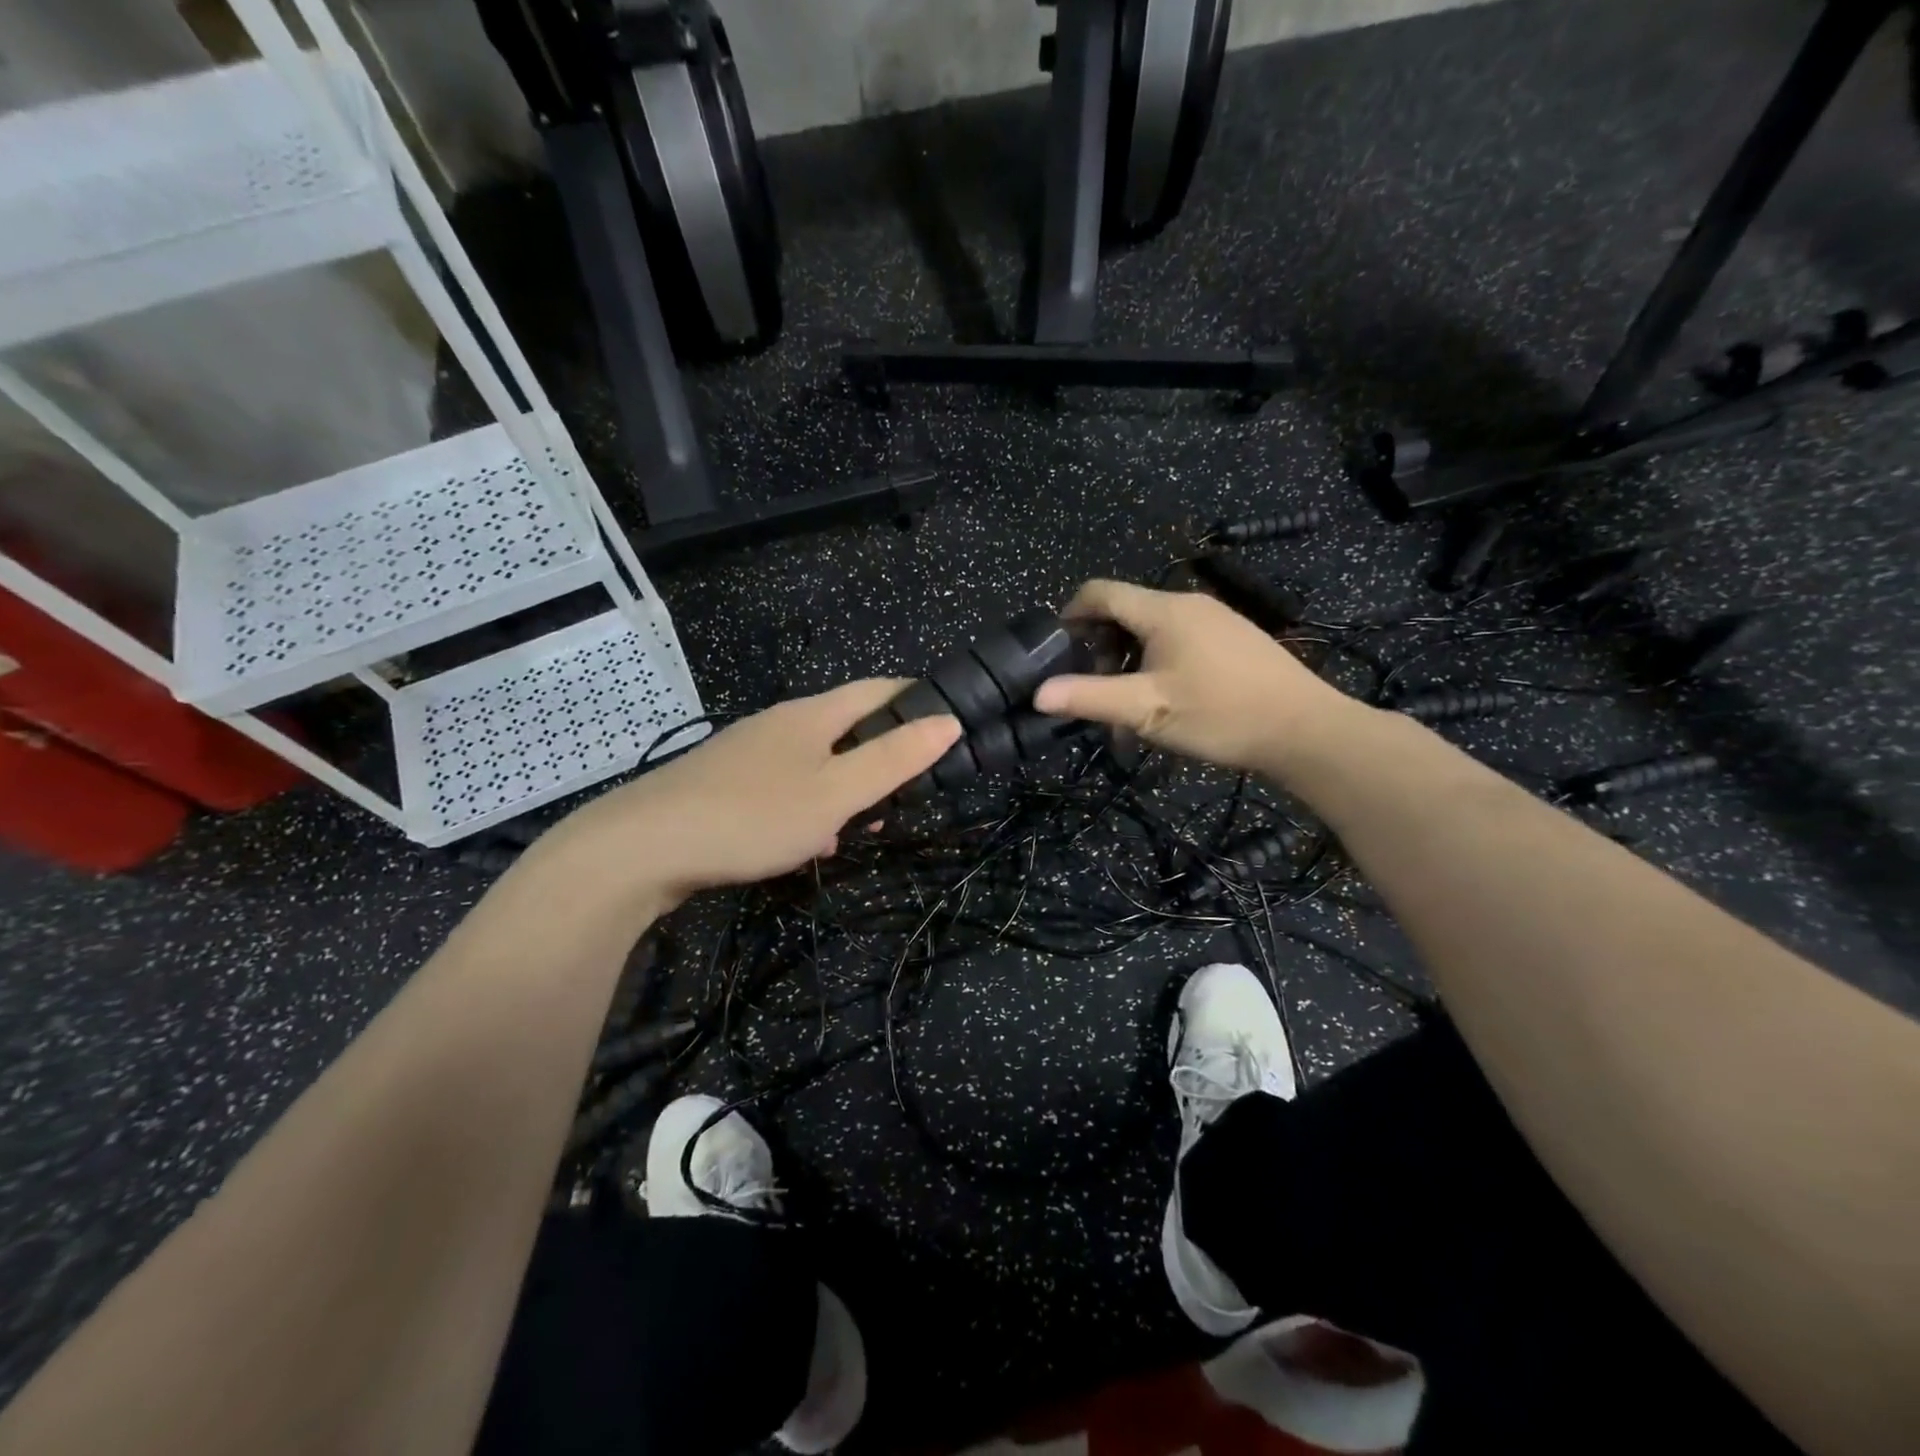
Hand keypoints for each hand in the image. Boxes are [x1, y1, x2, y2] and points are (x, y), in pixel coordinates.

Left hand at [547, 680, 959, 906]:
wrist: (642, 847)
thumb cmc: (754, 815)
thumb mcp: (837, 793)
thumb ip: (894, 759)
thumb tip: (949, 721)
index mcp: (812, 715)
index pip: (877, 689)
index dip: (916, 699)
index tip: (947, 723)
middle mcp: (779, 724)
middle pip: (846, 725)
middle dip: (882, 752)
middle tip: (910, 789)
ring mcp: (747, 754)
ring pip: (814, 760)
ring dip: (846, 786)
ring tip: (865, 824)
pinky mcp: (723, 785)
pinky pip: (784, 786)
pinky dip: (809, 805)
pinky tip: (807, 841)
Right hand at [1032, 578, 1361, 778]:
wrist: (1304, 730)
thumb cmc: (1220, 714)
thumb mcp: (1147, 709)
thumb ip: (1090, 698)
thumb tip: (1039, 694)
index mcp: (1163, 610)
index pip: (1100, 592)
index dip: (1069, 613)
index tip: (1055, 649)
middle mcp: (1188, 604)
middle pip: (1126, 611)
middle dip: (1100, 645)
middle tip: (1093, 687)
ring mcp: (1215, 619)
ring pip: (1152, 629)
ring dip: (1128, 660)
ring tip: (1127, 704)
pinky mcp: (1233, 639)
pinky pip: (1179, 640)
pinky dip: (1156, 662)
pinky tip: (1165, 700)